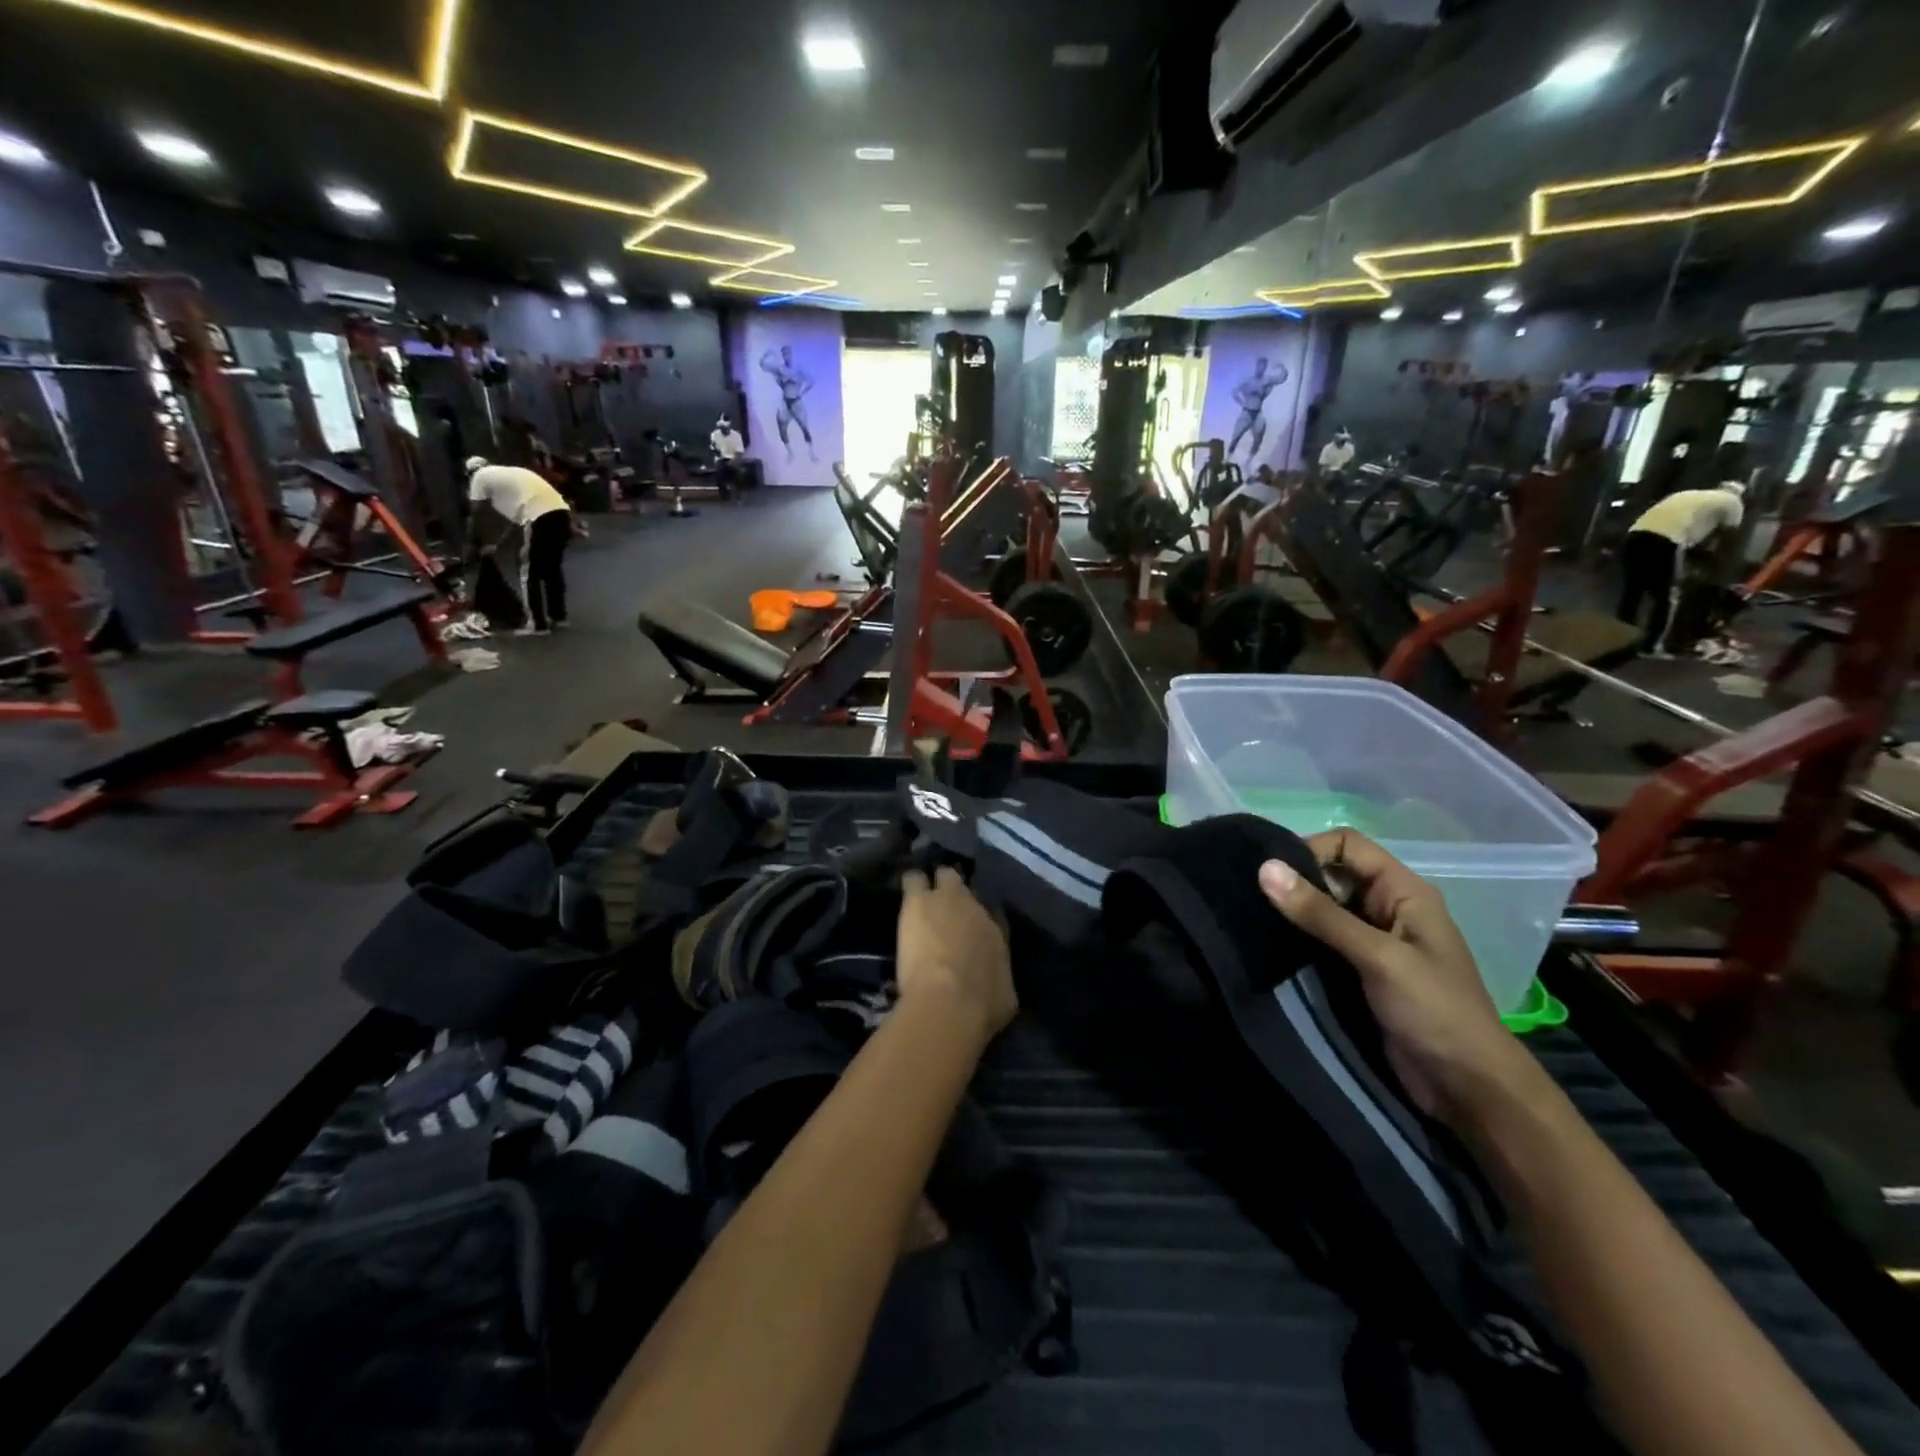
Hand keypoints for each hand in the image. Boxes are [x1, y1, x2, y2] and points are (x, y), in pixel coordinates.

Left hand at [896, 867, 1016, 1043]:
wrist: (952, 1000)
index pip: (990, 915)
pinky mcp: (919, 900)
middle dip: (956, 893)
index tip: (966, 928)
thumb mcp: (1003, 996)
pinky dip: (911, 882)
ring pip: (944, 875)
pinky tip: (904, 889)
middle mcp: (976, 909)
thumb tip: (995, 985)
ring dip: (933, 885)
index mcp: (995, 933)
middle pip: (967, 888)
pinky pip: (914, 879)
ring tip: (920, 894)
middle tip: (942, 908)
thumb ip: (998, 981)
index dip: (977, 919)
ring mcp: (948, 899)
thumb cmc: (982, 1005)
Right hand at [1257, 830, 1538, 1129]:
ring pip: (1322, 909)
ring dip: (1292, 913)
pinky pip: (1321, 941)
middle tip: (1250, 897)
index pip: (1348, 845)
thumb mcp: (1378, 957)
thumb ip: (1321, 915)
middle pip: (1331, 874)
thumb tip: (1265, 867)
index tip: (1272, 875)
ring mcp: (1373, 941)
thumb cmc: (1435, 1011)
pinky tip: (1269, 947)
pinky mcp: (1359, 970)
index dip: (1310, 850)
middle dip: (1294, 882)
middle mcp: (1387, 907)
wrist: (1469, 1090)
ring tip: (1252, 920)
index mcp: (1404, 891)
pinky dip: (1297, 940)